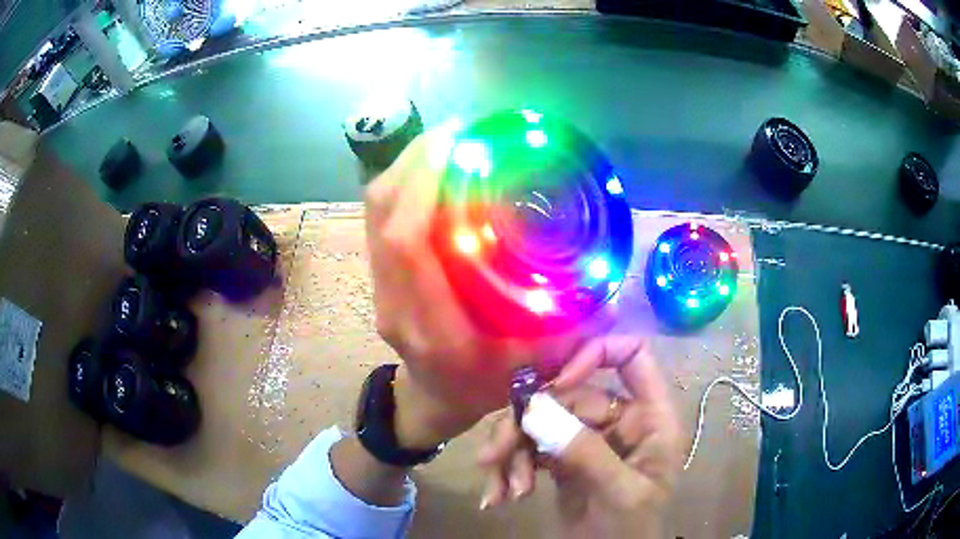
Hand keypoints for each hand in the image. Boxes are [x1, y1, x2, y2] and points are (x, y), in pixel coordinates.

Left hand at [365, 124, 597, 444]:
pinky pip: (380, 217)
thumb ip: (573, 325)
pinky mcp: (378, 275)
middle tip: (462, 129)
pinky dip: (403, 182)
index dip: (425, 184)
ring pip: (377, 209)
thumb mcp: (538, 365)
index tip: (459, 143)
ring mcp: (379, 287)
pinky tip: (435, 167)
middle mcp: (395, 301)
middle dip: (418, 160)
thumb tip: (607, 276)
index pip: (408, 242)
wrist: (435, 400)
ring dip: (408, 165)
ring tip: (450, 139)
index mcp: (433, 327)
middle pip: (384, 212)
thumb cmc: (485, 387)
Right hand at [476, 336, 682, 538]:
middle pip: (569, 396)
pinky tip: (502, 495)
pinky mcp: (563, 459)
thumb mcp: (618, 492)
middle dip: (528, 425)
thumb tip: (535, 408)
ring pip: (543, 421)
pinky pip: (531, 448)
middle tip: (493, 455)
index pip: (633, 357)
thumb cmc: (632, 530)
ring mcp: (589, 439)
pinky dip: (512, 468)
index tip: (557, 381)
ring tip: (500, 487)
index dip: (596, 355)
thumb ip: (584, 451)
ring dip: (513, 452)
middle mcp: (620, 421)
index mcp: (650, 418)